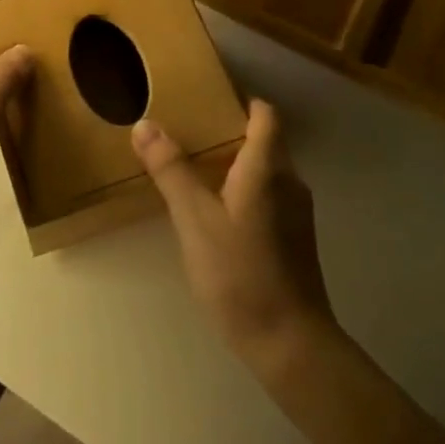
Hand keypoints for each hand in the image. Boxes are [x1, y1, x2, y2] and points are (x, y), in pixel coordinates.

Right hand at [131, 100, 338, 374]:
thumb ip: (171, 170)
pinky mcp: (297, 238)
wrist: (290, 342)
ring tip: (197, 171)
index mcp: (269, 167)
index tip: (207, 101)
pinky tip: (218, 213)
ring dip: (237, 164)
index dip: (241, 102)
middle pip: (266, 140)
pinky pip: (271, 196)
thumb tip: (146, 124)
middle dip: (231, 132)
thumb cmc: (240, 273)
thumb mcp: (195, 219)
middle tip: (189, 135)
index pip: (265, 114)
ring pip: (268, 171)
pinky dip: (246, 191)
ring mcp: (298, 212)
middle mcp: (291, 181)